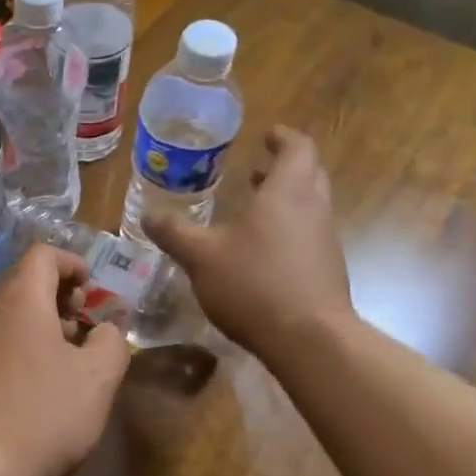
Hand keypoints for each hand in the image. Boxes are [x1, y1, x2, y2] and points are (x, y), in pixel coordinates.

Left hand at [0, 245, 130, 475]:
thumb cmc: (41, 413)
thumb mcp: (97, 378)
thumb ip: (111, 342)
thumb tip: (106, 329)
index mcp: (22, 299)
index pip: (43, 255)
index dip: (73, 263)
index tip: (93, 289)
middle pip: (25, 283)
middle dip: (60, 295)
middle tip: (84, 323)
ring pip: (12, 315)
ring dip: (43, 324)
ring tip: (69, 357)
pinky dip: (24, 347)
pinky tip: (39, 386)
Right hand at [145, 125, 354, 362]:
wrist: (310, 340)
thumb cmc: (255, 284)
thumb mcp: (201, 256)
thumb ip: (175, 232)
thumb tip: (148, 214)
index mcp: (288, 192)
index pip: (298, 148)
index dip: (283, 138)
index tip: (268, 135)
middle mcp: (314, 209)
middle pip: (310, 174)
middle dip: (284, 168)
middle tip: (256, 169)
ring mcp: (325, 242)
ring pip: (310, 207)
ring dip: (285, 200)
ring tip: (254, 207)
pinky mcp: (327, 271)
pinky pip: (309, 236)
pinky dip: (288, 230)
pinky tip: (261, 252)